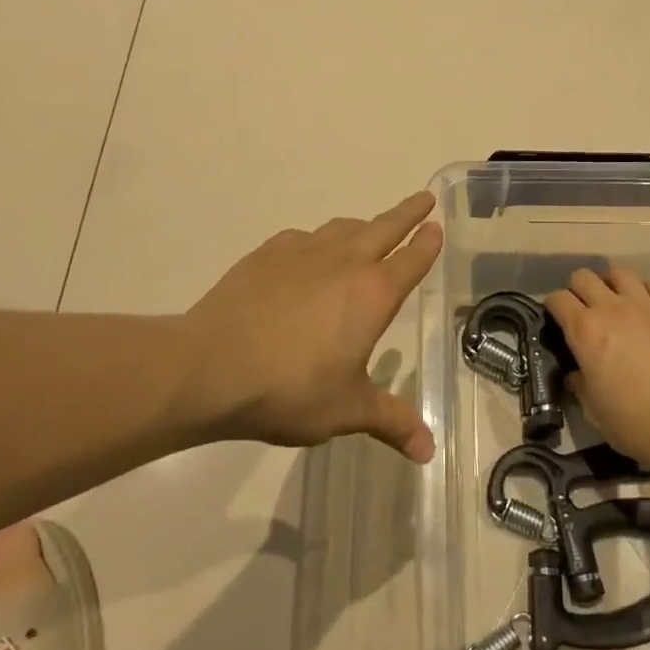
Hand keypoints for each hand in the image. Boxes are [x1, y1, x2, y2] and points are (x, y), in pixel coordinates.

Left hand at [180, 191, 442, 462]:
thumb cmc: (291, 389)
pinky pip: (301, 238)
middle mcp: (343, 262)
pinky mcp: (265, 255)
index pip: (410, 260)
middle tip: (423, 198)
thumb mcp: (347, 410)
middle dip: (406, 213)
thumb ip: (391, 422)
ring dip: (361, 226)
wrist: (213, 367)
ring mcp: (302, 253)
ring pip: (341, 228)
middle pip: (383, 227)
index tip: (436, 226)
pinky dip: (315, 241)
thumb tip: (428, 451)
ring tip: (367, 229)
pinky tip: (307, 254)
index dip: (427, 243)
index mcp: (372, 294)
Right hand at [545, 268, 649, 471]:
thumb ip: (579, 383)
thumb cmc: (635, 424)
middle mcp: (611, 309)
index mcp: (585, 331)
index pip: (557, 299)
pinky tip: (647, 309)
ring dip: (611, 284)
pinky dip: (645, 292)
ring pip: (619, 272)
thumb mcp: (592, 409)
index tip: (557, 320)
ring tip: (615, 302)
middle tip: (584, 311)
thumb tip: (577, 372)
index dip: (553, 307)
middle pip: (584, 277)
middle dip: (578, 290)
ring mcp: (646, 306)